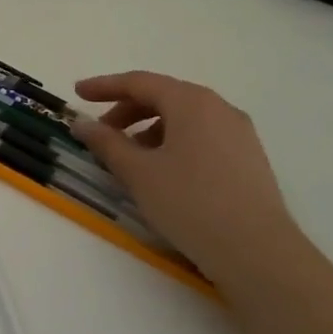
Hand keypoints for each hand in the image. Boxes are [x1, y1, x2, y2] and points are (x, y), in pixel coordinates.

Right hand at [69, 72, 303, 280]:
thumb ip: (106, 142)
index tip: (76, 93)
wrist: (256, 250)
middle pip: (164, 96)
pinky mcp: (247, 157)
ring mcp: (238, 133)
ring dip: (148, 127)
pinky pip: (201, 135)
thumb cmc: (189, 202)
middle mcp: (219, 108)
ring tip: (127, 156)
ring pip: (183, 117)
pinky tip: (160, 169)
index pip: (139, 82)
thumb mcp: (137, 171)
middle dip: (126, 109)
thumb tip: (82, 124)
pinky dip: (172, 141)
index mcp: (191, 102)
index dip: (104, 86)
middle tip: (99, 131)